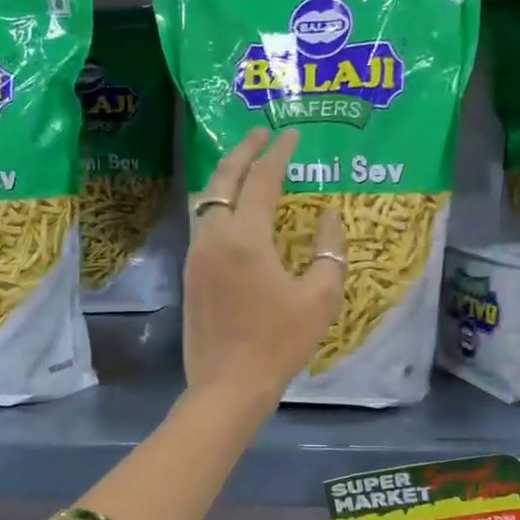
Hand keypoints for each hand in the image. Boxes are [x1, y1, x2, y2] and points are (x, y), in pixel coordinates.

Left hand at [182, 128, 345, 405]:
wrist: (227, 385)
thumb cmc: (279, 342)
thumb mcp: (319, 297)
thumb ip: (329, 250)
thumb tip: (328, 216)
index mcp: (245, 237)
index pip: (262, 179)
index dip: (279, 153)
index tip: (292, 134)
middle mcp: (213, 237)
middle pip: (224, 180)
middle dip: (242, 151)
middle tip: (260, 134)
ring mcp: (196, 255)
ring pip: (208, 200)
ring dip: (227, 177)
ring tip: (246, 166)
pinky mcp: (190, 274)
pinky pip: (204, 223)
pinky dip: (219, 204)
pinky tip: (234, 211)